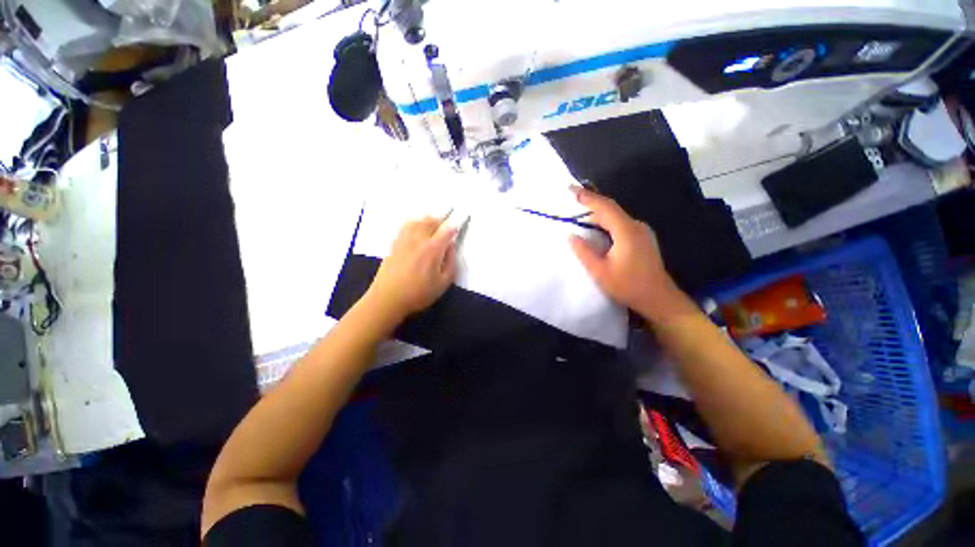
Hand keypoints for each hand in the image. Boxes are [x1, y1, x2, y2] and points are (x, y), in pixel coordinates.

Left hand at [365, 216, 457, 320]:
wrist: (388, 298)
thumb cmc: (419, 293)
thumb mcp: (443, 283)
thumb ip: (450, 263)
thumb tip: (450, 248)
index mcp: (432, 249)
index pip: (446, 231)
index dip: (453, 228)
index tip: (457, 228)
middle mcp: (418, 239)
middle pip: (430, 221)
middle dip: (440, 222)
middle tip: (445, 229)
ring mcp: (404, 240)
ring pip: (416, 221)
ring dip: (426, 221)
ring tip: (431, 228)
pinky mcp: (394, 245)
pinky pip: (405, 228)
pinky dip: (413, 226)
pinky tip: (415, 234)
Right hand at [568, 187, 695, 324]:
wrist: (658, 298)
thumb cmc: (628, 286)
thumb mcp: (600, 272)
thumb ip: (584, 252)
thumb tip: (571, 236)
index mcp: (626, 231)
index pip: (605, 207)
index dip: (587, 197)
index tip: (570, 189)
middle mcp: (635, 226)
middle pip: (611, 209)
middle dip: (591, 203)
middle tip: (572, 199)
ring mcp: (641, 232)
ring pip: (616, 216)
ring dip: (597, 212)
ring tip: (580, 211)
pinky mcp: (641, 238)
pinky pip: (620, 223)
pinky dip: (605, 221)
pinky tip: (596, 226)